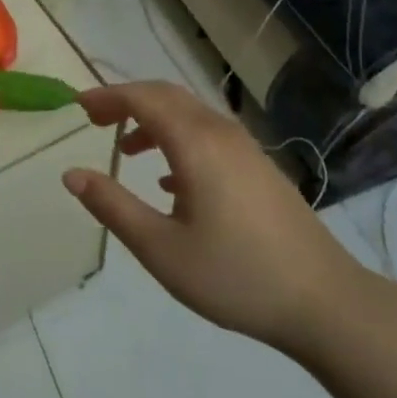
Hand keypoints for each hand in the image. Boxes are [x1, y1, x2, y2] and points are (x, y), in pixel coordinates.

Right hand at [64, 81, 368, 357]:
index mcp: (195, 143)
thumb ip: (113, 206)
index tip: (77, 108)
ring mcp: (246, 149)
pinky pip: (209, 135)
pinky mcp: (260, 168)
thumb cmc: (235, 275)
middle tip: (95, 120)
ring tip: (126, 150)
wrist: (324, 301)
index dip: (107, 97)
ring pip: (191, 115)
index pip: (143, 98)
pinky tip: (170, 180)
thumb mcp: (161, 248)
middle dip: (128, 101)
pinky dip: (179, 139)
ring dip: (154, 121)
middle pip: (167, 96)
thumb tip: (72, 174)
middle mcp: (221, 133)